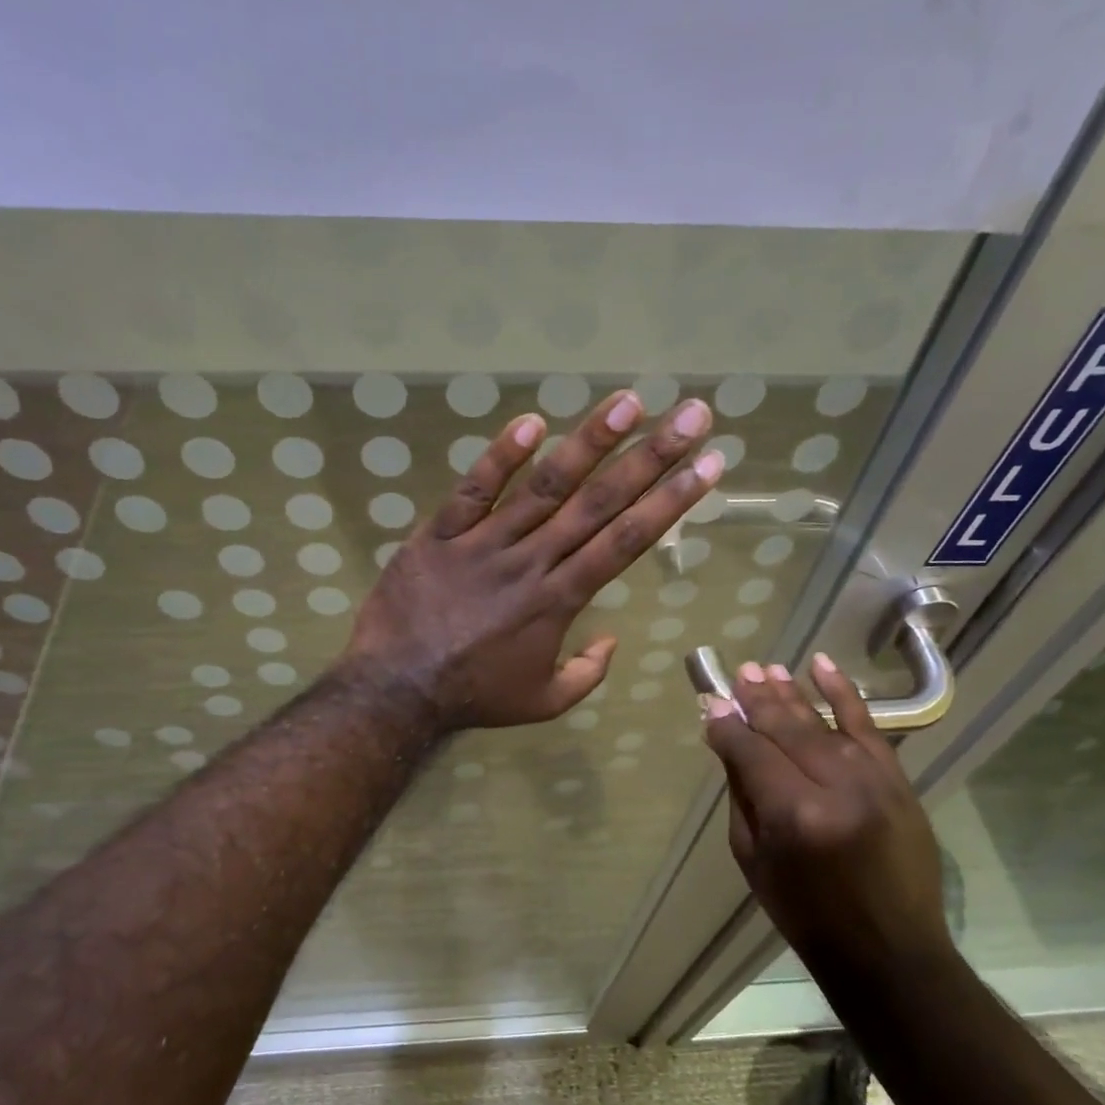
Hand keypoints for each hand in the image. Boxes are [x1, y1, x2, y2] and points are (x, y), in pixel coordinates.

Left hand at [340, 388, 723, 731]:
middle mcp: (532, 561)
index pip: (625, 541)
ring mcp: (484, 543)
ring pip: (543, 486)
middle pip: (598, 503)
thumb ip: (587, 674)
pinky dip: (499, 456)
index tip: (707, 466)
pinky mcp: (441, 534)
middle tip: (691, 414)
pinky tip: (532, 421)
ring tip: (628, 403)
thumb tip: (613, 640)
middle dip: (651, 457)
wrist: (396, 688)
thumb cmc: (473, 695)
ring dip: (589, 442)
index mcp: (559, 600)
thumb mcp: (542, 701)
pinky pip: (473, 490)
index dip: (670, 502)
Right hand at [703, 656, 953, 982]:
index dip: (727, 727)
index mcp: (793, 815)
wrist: (888, 949)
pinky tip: (821, 666)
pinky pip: (868, 726)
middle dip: (755, 700)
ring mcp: (874, 780)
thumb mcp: (753, 858)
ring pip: (822, 722)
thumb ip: (743, 794)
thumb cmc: (805, 912)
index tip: (710, 707)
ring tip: (765, 670)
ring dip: (790, 693)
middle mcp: (835, 787)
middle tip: (736, 675)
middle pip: (785, 729)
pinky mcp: (899, 780)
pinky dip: (844, 693)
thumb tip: (728, 742)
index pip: (750, 751)